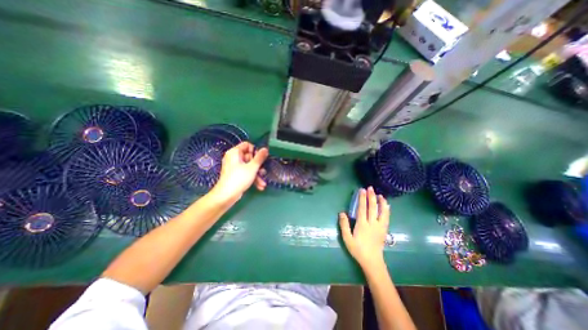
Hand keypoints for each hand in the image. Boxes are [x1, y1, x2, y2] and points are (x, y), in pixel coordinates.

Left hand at [211, 142, 267, 203]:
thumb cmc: (239, 178)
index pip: (247, 145)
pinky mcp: (236, 175)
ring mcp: (234, 167)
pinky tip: (260, 186)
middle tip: (262, 172)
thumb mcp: (252, 167)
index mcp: (235, 152)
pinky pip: (246, 172)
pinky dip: (253, 178)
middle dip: (258, 166)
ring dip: (257, 174)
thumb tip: (265, 149)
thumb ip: (260, 157)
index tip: (260, 158)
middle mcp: (234, 158)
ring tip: (263, 183)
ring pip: (249, 166)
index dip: (255, 151)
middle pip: (250, 157)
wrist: (227, 196)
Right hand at [341, 187, 389, 269]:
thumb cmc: (358, 249)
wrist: (372, 261)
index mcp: (362, 225)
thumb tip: (342, 213)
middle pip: (373, 208)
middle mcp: (372, 224)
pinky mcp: (384, 230)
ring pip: (382, 212)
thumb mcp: (347, 239)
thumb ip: (344, 225)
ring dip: (381, 202)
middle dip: (371, 197)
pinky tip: (387, 206)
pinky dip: (387, 210)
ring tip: (380, 195)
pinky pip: (387, 218)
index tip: (362, 190)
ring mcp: (380, 227)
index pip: (362, 208)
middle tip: (370, 188)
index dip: (362, 198)